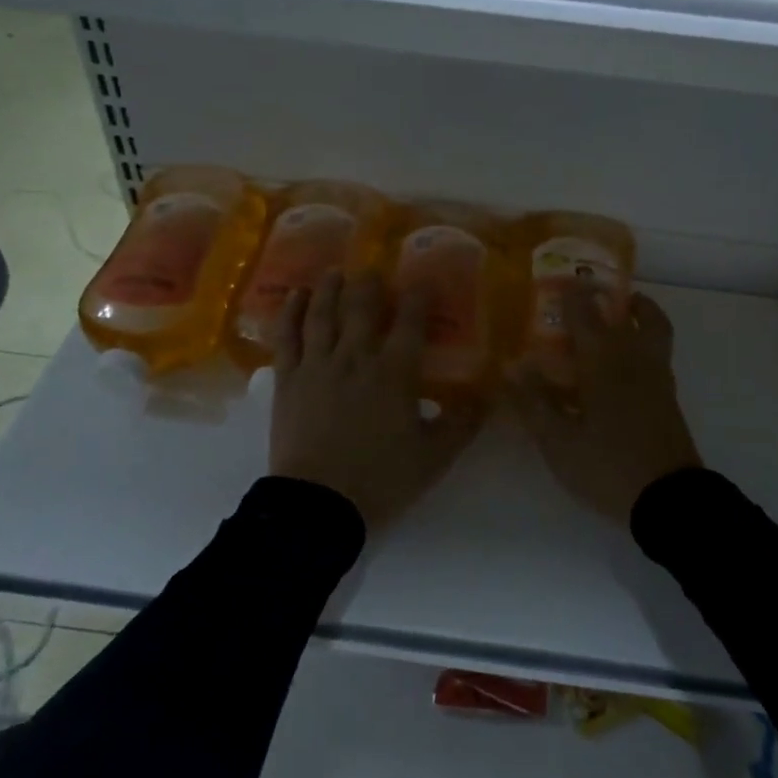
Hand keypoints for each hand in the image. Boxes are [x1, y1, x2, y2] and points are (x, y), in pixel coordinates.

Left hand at [270, 271, 484, 530]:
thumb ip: (462, 422)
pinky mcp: (288, 379)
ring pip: (323, 313)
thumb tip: (489, 394)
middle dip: (370, 284)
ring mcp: (317, 364)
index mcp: (394, 372)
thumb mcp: (434, 457)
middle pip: (362, 306)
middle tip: (374, 272)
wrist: (318, 506)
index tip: (423, 281)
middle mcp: (355, 357)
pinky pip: (287, 336)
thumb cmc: (381, 479)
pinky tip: (294, 296)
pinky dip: (290, 312)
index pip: (410, 320)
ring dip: (330, 288)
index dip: (418, 296)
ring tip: (336, 271)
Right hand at [509, 286, 701, 525]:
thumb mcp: (558, 441)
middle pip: (635, 313)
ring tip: (618, 315)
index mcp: (604, 361)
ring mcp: (657, 377)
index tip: (559, 280)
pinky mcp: (668, 397)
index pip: (586, 313)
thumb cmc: (607, 466)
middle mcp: (635, 358)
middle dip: (613, 297)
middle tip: (592, 293)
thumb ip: (534, 401)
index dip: (572, 294)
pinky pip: (657, 352)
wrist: (669, 500)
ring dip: (639, 313)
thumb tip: (511, 366)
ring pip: (655, 329)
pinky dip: (645, 339)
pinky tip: (621, 363)